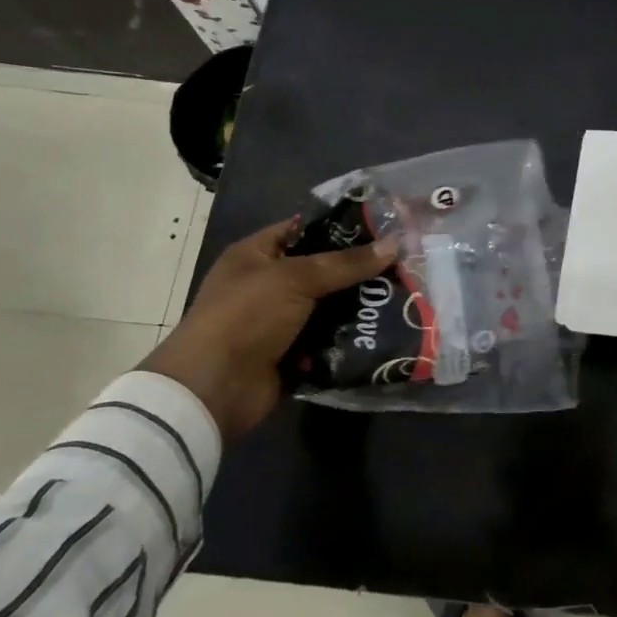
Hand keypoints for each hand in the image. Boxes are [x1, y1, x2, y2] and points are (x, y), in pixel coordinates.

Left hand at [140, 218, 396, 443]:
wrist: (213, 390)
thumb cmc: (246, 317)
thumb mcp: (295, 279)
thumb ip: (346, 263)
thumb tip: (395, 244)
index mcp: (256, 255)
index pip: (304, 229)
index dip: (341, 227)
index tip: (383, 227)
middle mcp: (266, 284)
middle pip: (321, 270)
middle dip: (358, 270)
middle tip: (403, 263)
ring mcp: (278, 321)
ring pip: (329, 307)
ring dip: (359, 306)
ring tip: (403, 295)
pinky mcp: (291, 354)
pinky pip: (328, 340)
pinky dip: (351, 337)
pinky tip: (386, 329)